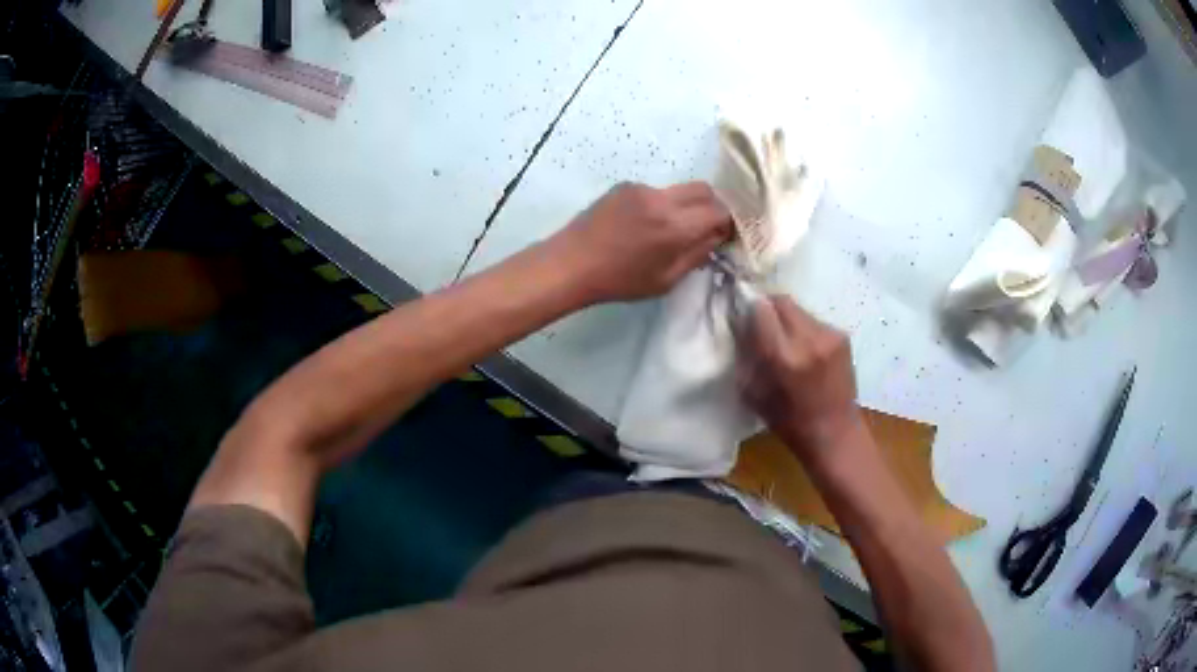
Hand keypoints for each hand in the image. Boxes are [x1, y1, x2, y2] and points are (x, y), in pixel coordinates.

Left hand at [549, 182, 732, 303]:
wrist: (571, 263)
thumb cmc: (619, 280)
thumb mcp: (666, 279)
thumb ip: (697, 254)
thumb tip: (717, 236)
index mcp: (675, 226)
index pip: (720, 211)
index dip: (729, 223)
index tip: (726, 236)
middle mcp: (662, 199)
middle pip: (705, 190)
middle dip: (714, 207)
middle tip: (708, 227)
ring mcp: (642, 188)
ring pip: (680, 189)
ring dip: (687, 205)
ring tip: (673, 229)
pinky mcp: (625, 186)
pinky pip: (657, 191)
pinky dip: (664, 204)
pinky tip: (647, 225)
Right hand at [739, 295, 862, 463]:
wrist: (835, 433)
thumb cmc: (789, 422)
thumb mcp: (753, 393)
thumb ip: (746, 354)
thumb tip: (740, 325)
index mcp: (783, 355)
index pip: (761, 309)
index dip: (750, 309)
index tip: (745, 319)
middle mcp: (809, 338)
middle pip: (782, 301)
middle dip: (769, 309)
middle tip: (763, 326)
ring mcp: (829, 335)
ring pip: (800, 310)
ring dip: (788, 320)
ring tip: (787, 343)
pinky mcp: (843, 336)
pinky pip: (815, 322)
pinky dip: (805, 330)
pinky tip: (807, 352)